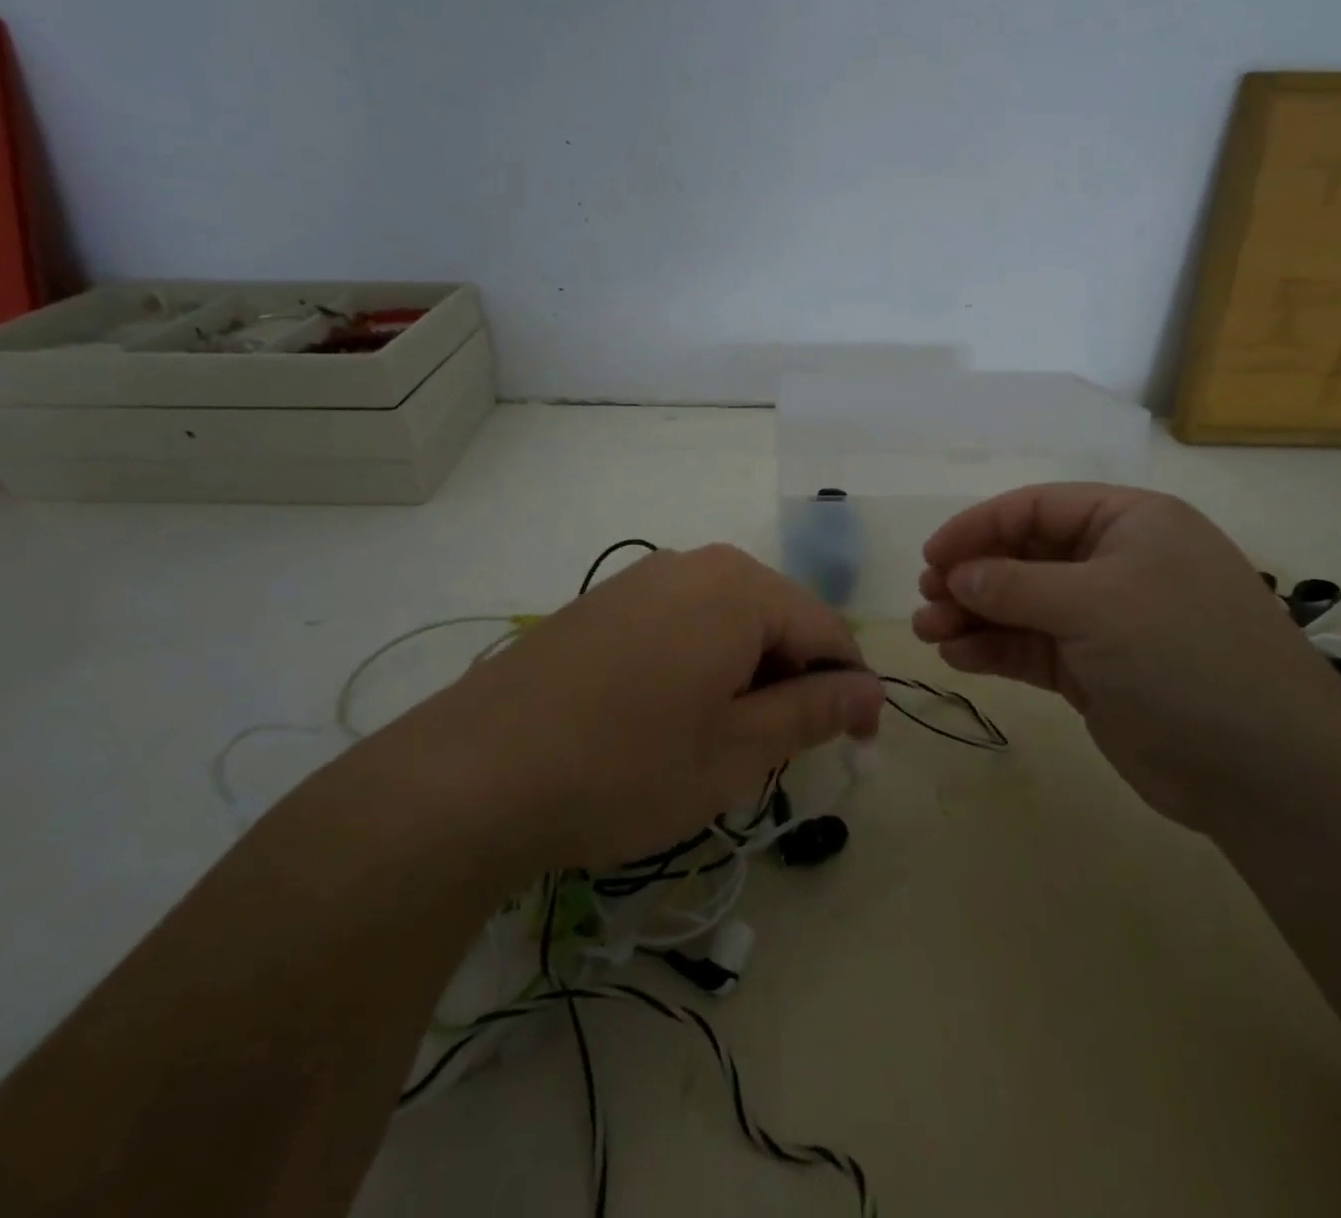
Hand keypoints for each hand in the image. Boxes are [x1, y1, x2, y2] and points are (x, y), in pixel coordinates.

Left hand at [399, 544, 883, 872]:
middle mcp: (696, 564)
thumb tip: (869, 690)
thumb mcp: (737, 749)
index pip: (828, 630)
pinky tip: (669, 717)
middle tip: (779, 754)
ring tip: (723, 741)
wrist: (471, 775)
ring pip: (729, 622)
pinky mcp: (605, 603)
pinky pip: (682, 624)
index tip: (855, 746)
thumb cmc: (626, 766)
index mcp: (741, 587)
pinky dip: (701, 665)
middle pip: (778, 619)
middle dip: (794, 682)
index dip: (850, 689)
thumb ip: (814, 711)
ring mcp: (643, 578)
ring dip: (747, 676)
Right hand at [912, 483, 1340, 824]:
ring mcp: (1106, 621)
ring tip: (929, 633)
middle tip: (928, 600)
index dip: (979, 527)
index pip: (1037, 508)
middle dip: (972, 577)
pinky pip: (1032, 648)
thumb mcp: (1093, 603)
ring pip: (1022, 606)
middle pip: (1025, 557)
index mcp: (1130, 523)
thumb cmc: (1180, 654)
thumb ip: (1014, 585)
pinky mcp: (1095, 671)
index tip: (932, 556)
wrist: (1262, 767)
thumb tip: (957, 575)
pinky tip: (958, 658)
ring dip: (974, 616)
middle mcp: (1116, 564)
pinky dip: (995, 650)